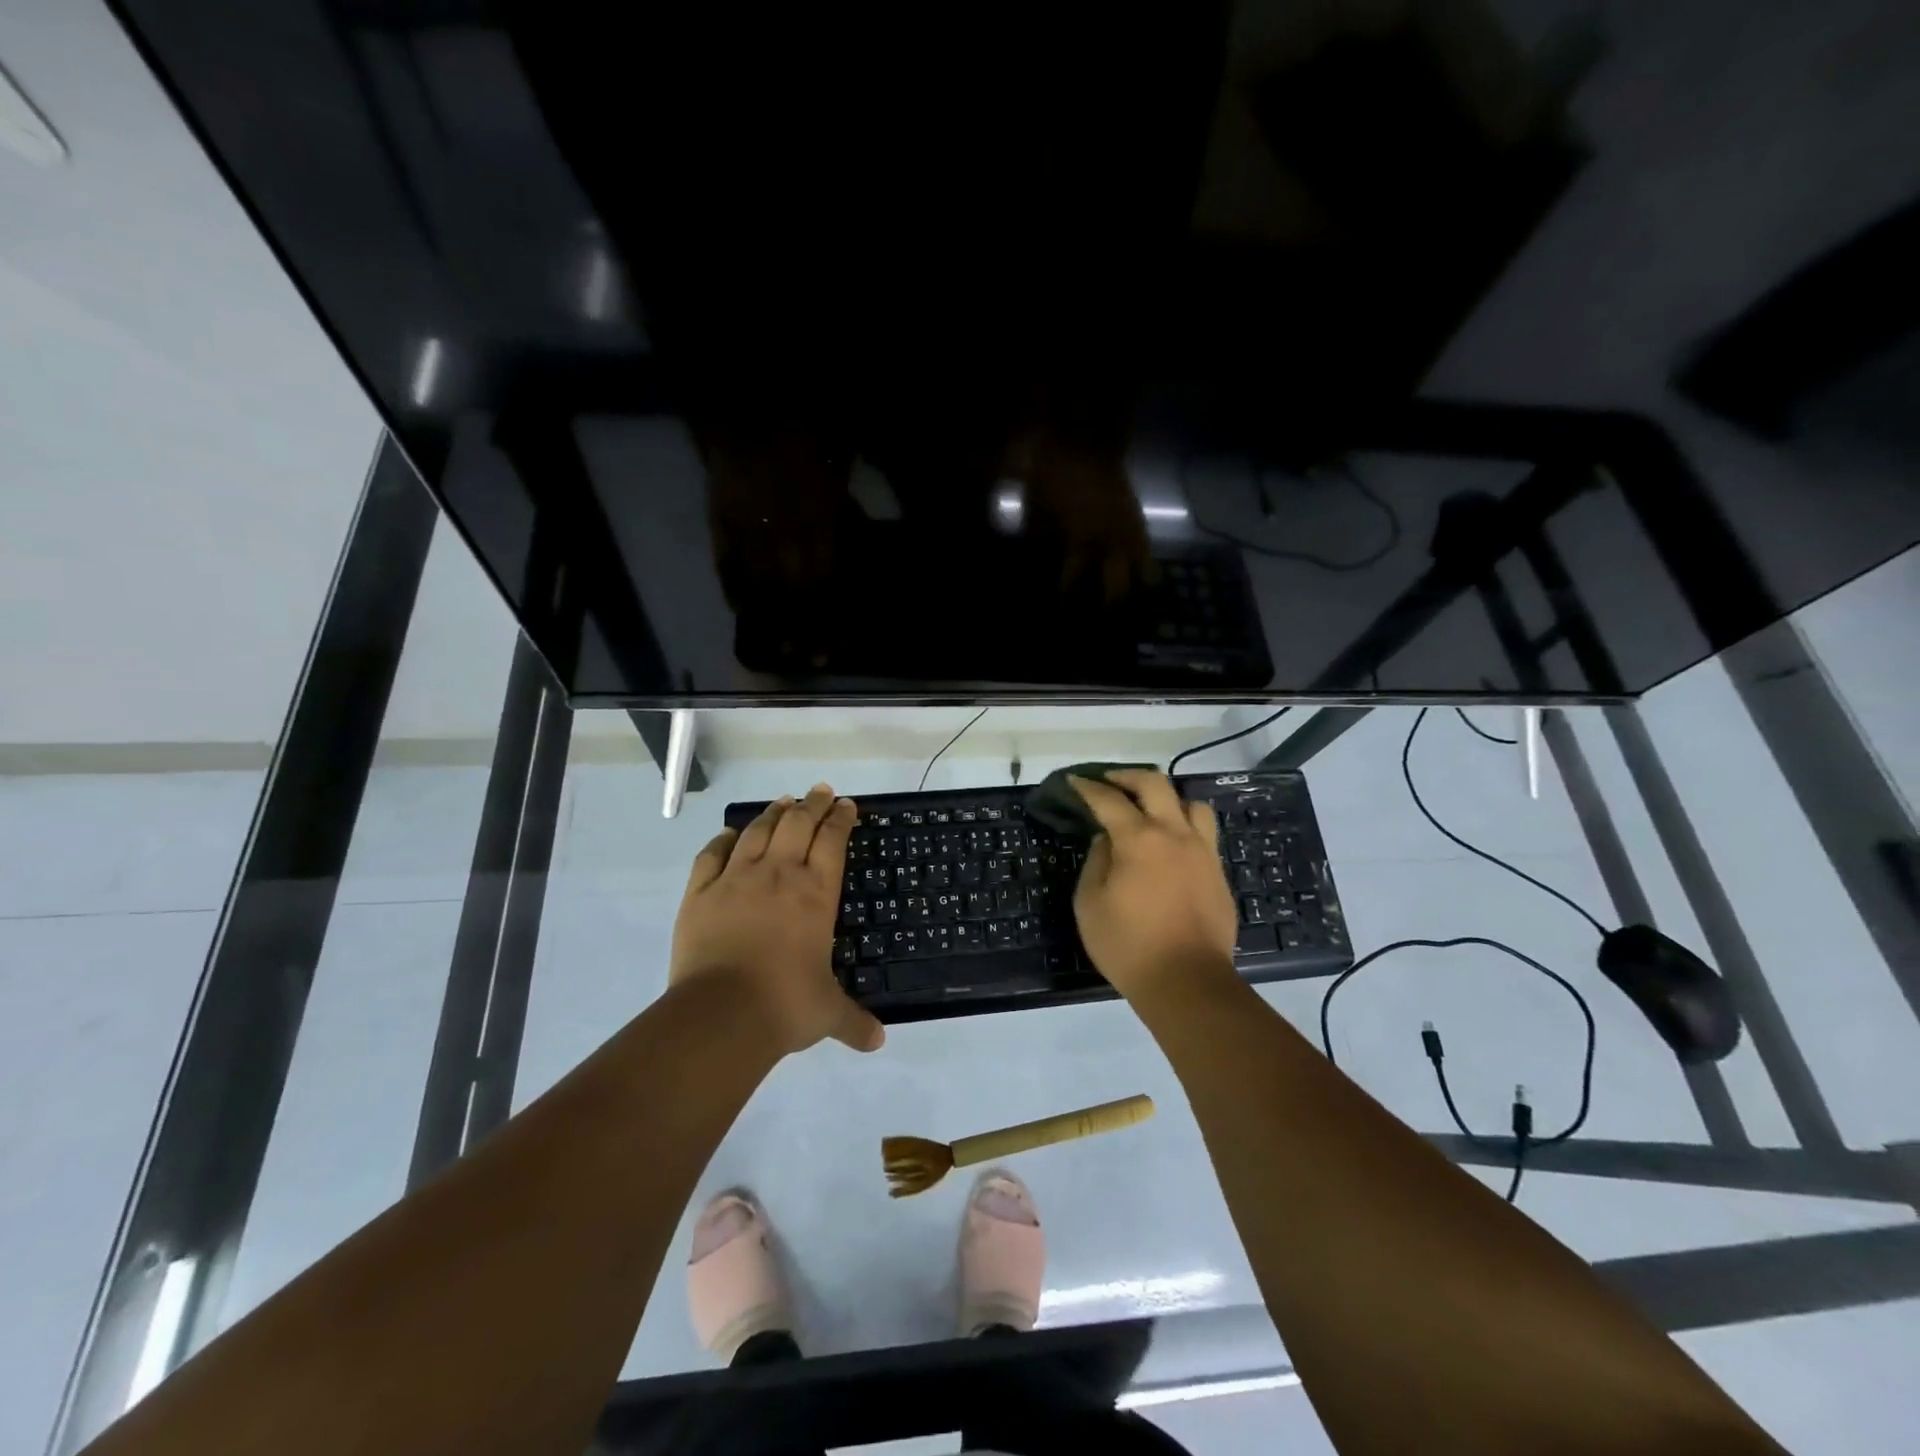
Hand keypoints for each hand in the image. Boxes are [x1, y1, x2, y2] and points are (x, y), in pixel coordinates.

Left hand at [672, 784, 884, 1055]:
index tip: (846, 804)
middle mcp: (778, 875)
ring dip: (774, 812)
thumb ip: (854, 1022)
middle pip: (798, 824)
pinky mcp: (700, 892)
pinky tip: (731, 833)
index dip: (840, 819)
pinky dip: (724, 839)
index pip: (832, 841)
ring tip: (783, 801)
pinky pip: (713, 854)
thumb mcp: (828, 1014)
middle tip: (820, 791)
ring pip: (758, 830)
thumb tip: (878, 1042)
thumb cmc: (785, 1005)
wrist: (721, 1014)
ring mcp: (736, 879)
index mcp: (815, 894)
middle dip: (812, 804)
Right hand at [1070, 769, 1239, 1006]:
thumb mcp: (1090, 904)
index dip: (1088, 787)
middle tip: (1109, 782)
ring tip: (1150, 810)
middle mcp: (1174, 834)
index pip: (1108, 799)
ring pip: (1191, 802)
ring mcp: (1202, 851)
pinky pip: (1205, 832)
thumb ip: (1096, 862)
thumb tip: (1106, 840)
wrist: (1187, 982)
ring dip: (1167, 798)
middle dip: (1127, 776)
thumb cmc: (1128, 945)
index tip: (1075, 780)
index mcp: (1138, 839)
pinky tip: (1172, 843)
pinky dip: (1185, 825)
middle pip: (1155, 783)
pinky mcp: (1218, 871)